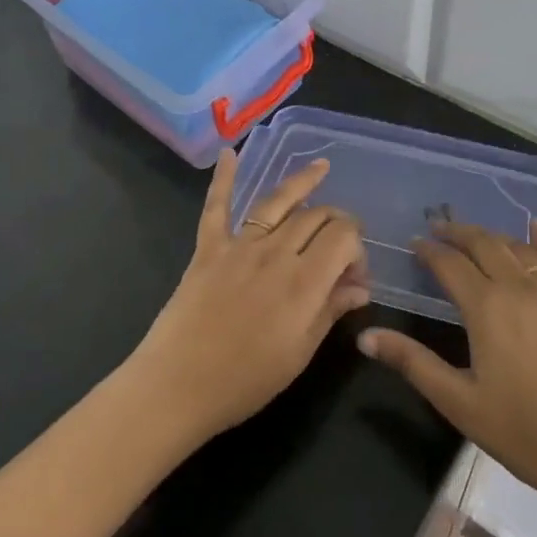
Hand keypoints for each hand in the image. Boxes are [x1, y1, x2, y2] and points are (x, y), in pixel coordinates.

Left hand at [129, 148, 369, 443]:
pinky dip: (224, 177)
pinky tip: (229, 151)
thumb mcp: (299, 354)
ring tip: (321, 167)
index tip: (354, 275)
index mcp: (304, 281)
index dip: (357, 248)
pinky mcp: (209, 247)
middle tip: (341, 243)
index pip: (343, 237)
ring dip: (302, 182)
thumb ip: (330, 312)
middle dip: (336, 222)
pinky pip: (218, 205)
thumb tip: (360, 287)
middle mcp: (275, 252)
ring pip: (277, 202)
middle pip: (315, 217)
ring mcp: (239, 245)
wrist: (177, 385)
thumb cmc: (245, 381)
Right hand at [359, 221, 536, 516]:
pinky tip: (534, 227)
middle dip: (457, 232)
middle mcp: (520, 288)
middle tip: (438, 227)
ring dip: (493, 236)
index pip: (450, 264)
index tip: (414, 243)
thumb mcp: (459, 402)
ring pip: (518, 248)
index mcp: (487, 308)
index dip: (429, 251)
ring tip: (475, 236)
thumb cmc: (524, 432)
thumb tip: (364, 336)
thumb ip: (412, 363)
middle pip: (484, 244)